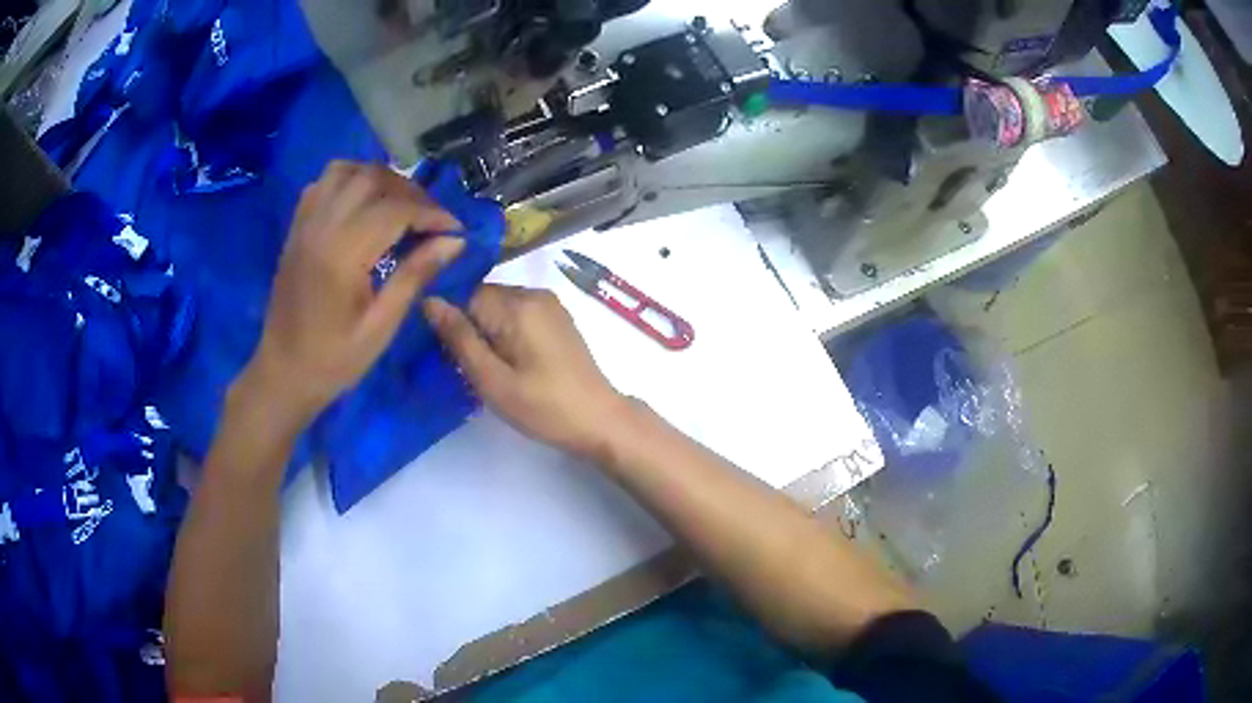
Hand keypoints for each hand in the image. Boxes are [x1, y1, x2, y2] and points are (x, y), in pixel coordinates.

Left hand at [242, 161, 464, 432]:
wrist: (282, 373)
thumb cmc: (334, 360)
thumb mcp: (381, 326)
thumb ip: (415, 276)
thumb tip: (454, 241)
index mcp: (341, 254)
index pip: (395, 210)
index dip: (431, 213)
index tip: (455, 230)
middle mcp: (321, 227)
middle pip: (372, 180)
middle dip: (410, 193)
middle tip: (430, 220)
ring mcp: (305, 224)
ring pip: (346, 171)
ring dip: (379, 180)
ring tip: (398, 206)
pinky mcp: (296, 228)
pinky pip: (323, 183)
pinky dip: (350, 181)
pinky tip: (363, 206)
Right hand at [424, 285, 632, 460]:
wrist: (599, 420)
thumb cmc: (543, 407)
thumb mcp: (492, 379)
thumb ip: (459, 338)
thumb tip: (428, 300)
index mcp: (518, 304)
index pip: (464, 293)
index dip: (448, 319)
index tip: (438, 348)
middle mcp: (534, 293)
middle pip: (481, 298)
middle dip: (466, 325)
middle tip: (459, 364)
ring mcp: (549, 304)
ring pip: (497, 307)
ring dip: (484, 330)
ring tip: (480, 366)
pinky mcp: (556, 318)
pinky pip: (516, 314)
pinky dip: (503, 332)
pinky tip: (503, 361)